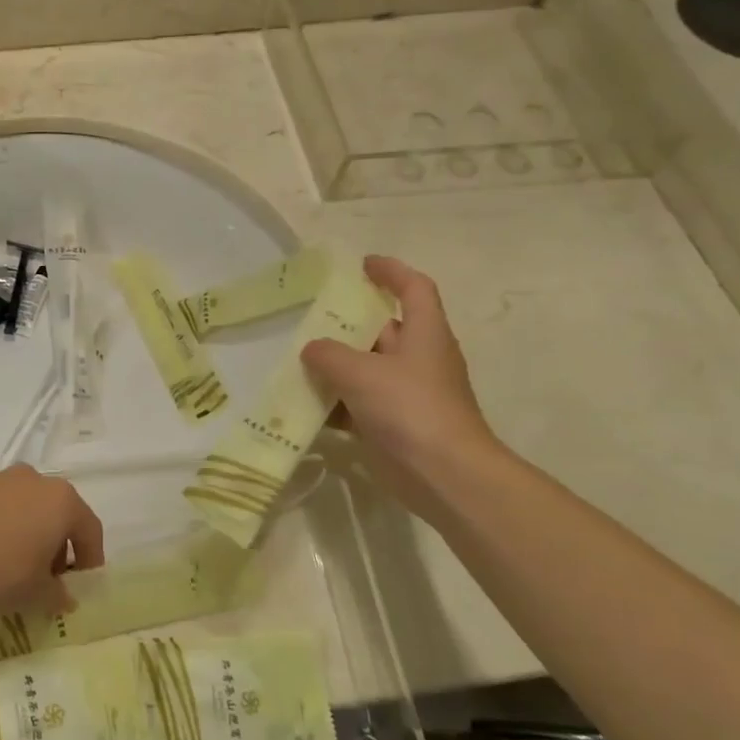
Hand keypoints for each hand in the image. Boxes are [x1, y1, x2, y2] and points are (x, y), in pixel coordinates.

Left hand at [0, 465, 105, 616]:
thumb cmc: (0, 568)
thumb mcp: (36, 594)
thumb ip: (58, 595)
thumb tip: (65, 597)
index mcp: (63, 501)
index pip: (90, 529)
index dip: (91, 559)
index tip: (80, 585)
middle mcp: (36, 480)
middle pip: (59, 514)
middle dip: (59, 546)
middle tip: (48, 579)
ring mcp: (2, 478)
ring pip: (28, 507)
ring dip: (29, 534)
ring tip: (15, 566)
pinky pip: (0, 507)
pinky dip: (2, 527)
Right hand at [300, 256, 503, 522]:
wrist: (444, 475)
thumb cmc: (410, 408)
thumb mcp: (361, 372)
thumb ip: (330, 354)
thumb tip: (312, 348)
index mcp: (424, 334)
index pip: (414, 288)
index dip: (391, 271)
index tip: (361, 264)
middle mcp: (418, 358)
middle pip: (382, 328)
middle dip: (347, 322)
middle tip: (308, 316)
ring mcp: (406, 393)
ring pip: (365, 368)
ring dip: (334, 365)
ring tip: (295, 358)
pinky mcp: (393, 424)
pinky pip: (358, 403)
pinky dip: (334, 402)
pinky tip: (302, 404)